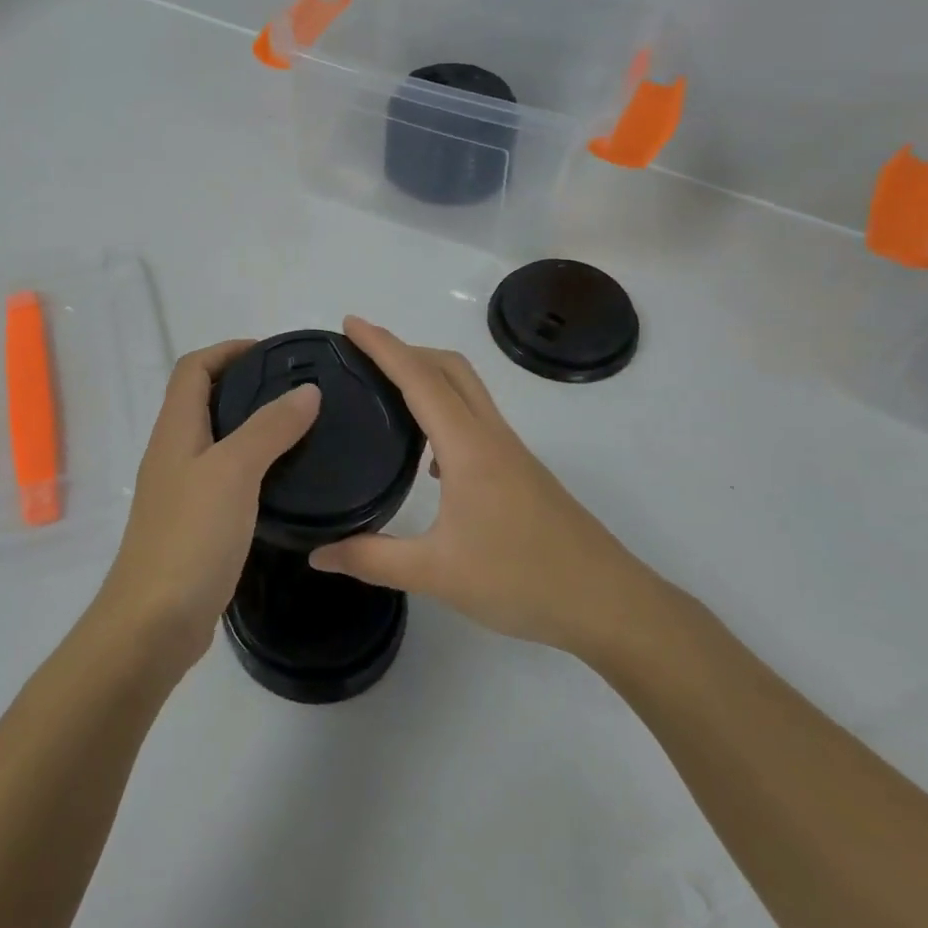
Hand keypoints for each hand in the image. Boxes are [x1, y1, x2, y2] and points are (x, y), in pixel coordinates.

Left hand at [94, 340, 320, 674]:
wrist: (153, 623)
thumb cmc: (190, 537)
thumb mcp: (234, 472)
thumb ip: (269, 428)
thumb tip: (306, 391)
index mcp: (175, 430)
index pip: (193, 368)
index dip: (228, 351)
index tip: (274, 355)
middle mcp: (172, 452)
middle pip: (203, 400)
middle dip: (246, 385)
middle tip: (298, 392)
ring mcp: (180, 490)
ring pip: (216, 440)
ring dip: (251, 426)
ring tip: (300, 430)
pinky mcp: (193, 524)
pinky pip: (224, 477)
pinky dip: (252, 467)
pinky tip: (283, 482)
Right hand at [310, 317, 664, 664]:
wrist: (609, 605)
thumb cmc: (522, 579)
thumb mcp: (436, 574)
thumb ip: (371, 559)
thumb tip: (318, 553)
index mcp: (468, 447)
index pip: (419, 379)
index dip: (383, 346)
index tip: (350, 323)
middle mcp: (491, 437)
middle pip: (450, 368)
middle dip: (406, 349)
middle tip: (362, 355)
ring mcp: (511, 453)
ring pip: (467, 391)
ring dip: (428, 377)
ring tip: (386, 393)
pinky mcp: (521, 473)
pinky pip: (476, 419)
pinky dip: (445, 411)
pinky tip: (427, 458)